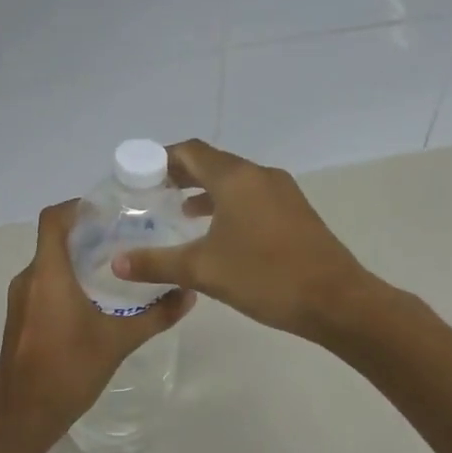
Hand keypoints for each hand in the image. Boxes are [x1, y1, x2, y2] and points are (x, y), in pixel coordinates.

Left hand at [0, 200, 193, 451]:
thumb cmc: (68, 372)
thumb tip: (189, 294)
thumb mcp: (118, 342)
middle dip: (86, 233)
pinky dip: (66, 280)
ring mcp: (19, 300)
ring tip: (115, 265)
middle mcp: (28, 279)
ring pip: (48, 264)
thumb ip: (156, 316)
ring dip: (77, 258)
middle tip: (125, 236)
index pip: (54, 219)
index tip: (108, 209)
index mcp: (48, 275)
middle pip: (54, 240)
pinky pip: (43, 285)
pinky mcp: (20, 319)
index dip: (77, 206)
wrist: (22, 417)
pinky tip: (94, 298)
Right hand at [113, 140, 376, 340]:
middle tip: (152, 193)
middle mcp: (260, 176)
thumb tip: (116, 263)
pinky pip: (252, 197)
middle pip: (213, 163)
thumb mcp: (203, 271)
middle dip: (181, 174)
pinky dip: (228, 204)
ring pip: (235, 181)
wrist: (335, 300)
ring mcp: (282, 192)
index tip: (138, 175)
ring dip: (205, 190)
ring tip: (178, 211)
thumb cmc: (265, 277)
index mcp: (236, 178)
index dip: (162, 158)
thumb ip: (156, 264)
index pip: (191, 152)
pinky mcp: (295, 212)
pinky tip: (217, 232)